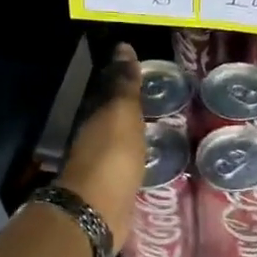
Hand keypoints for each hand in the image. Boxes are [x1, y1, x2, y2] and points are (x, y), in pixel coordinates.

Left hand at [59, 43, 145, 248]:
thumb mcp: (122, 114)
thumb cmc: (112, 156)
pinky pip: (129, 163)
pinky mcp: (114, 187)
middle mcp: (94, 137)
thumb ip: (124, 85)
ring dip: (135, 132)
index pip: (108, 89)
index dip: (124, 77)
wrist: (99, 210)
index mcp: (94, 116)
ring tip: (162, 125)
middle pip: (113, 115)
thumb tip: (123, 46)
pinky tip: (153, 155)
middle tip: (160, 96)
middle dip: (131, 105)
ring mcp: (103, 164)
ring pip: (121, 139)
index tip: (145, 67)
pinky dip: (138, 155)